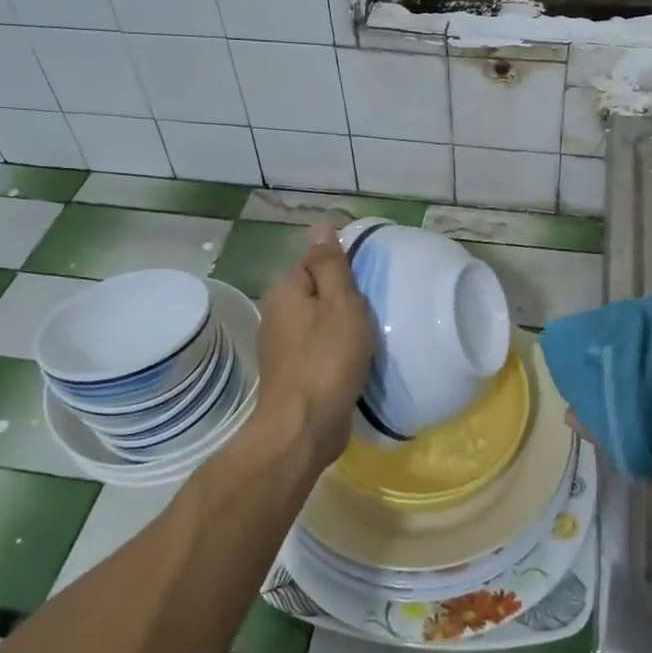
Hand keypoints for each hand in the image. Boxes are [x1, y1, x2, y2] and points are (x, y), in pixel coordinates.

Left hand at [253, 223, 374, 467]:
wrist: (303, 428)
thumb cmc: (326, 359)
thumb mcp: (339, 303)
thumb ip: (331, 264)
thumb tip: (321, 224)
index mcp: (285, 292)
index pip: (315, 264)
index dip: (344, 272)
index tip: (369, 286)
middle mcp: (276, 316)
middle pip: (317, 295)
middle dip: (343, 301)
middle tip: (375, 312)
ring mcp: (282, 349)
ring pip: (318, 325)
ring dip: (341, 329)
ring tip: (371, 337)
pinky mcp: (292, 377)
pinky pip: (318, 352)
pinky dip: (336, 354)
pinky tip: (355, 363)